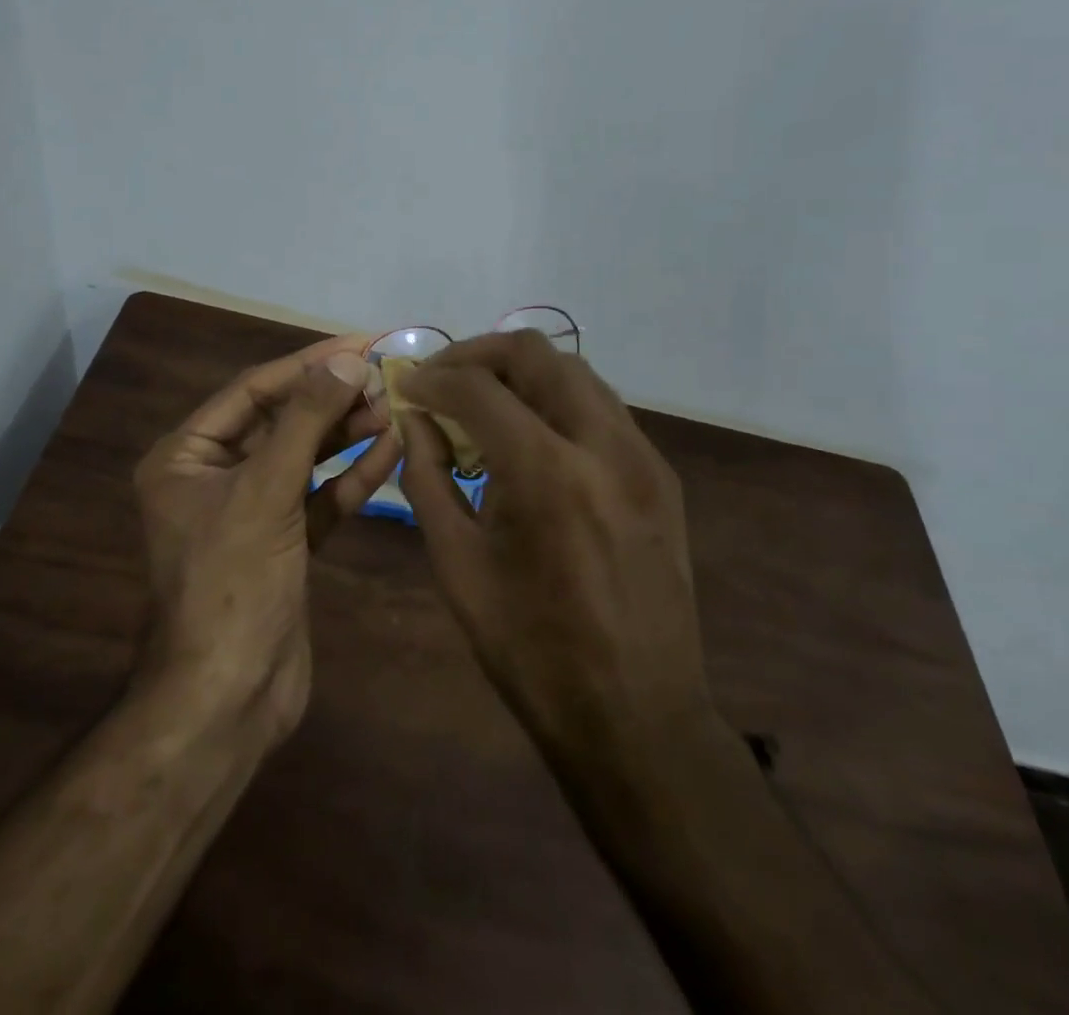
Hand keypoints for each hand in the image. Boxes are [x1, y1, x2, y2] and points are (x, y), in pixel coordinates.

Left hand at [132, 334, 400, 741]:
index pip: (254, 391)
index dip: (309, 364)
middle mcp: (215, 476)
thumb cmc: (233, 583)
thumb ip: (307, 421)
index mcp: (187, 456)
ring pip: (305, 457)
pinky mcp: (285, 543)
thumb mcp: (266, 491)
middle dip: (332, 398)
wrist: (229, 699)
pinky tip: (390, 451)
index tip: (362, 343)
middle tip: (387, 375)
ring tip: (394, 407)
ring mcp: (252, 511)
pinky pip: (320, 496)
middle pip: (282, 420)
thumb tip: (348, 362)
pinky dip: (352, 476)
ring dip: (346, 433)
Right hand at [395, 332, 733, 793]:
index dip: (433, 378)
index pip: (478, 388)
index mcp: (547, 473)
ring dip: (521, 373)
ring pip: (574, 370)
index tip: (406, 386)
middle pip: (535, 352)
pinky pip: (601, 407)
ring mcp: (643, 455)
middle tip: (443, 381)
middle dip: (478, 355)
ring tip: (483, 403)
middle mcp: (604, 444)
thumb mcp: (457, 564)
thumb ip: (426, 478)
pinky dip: (557, 400)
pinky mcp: (662, 474)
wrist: (637, 716)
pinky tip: (532, 436)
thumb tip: (414, 419)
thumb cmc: (531, 649)